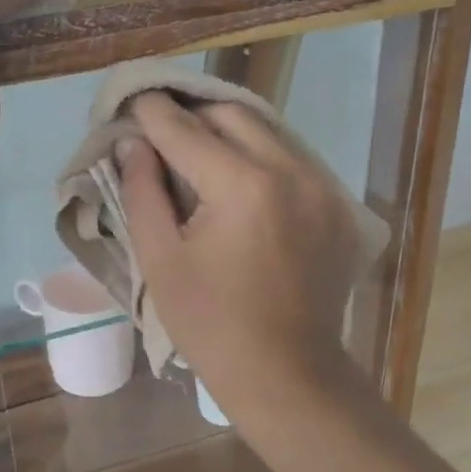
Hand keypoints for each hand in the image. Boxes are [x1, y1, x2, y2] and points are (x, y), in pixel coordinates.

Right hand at [117, 93, 362, 412]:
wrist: (287, 373)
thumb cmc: (211, 324)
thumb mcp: (161, 260)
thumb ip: (142, 192)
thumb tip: (132, 144)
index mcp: (243, 186)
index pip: (186, 130)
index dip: (152, 112)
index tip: (132, 98)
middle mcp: (291, 171)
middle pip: (234, 115)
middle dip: (193, 114)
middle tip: (162, 128)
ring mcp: (323, 187)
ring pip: (269, 132)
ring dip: (229, 131)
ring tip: (196, 148)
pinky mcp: (339, 207)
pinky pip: (294, 160)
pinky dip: (260, 157)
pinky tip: (238, 179)